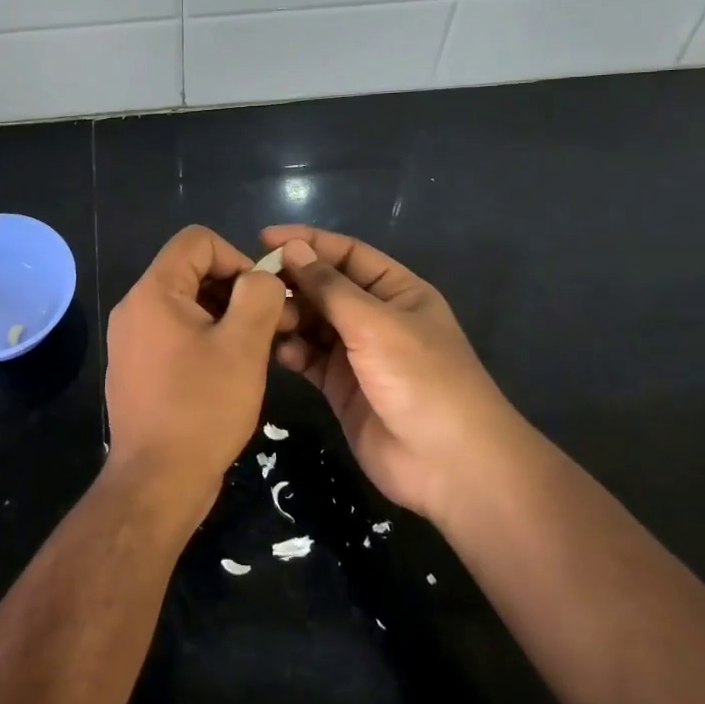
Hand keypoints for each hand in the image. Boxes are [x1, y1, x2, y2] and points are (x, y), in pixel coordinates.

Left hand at [105, 225, 292, 524]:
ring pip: (187, 305)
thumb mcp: (243, 346)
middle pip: (192, 271)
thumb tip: (263, 277)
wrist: (156, 482)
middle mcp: (135, 308)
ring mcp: (132, 339)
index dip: (237, 257)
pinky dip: (206, 340)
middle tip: (271, 327)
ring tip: (256, 352)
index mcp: (153, 292)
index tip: (262, 298)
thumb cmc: (201, 409)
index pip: (198, 241)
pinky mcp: (137, 367)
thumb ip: (259, 296)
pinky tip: (229, 374)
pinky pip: (175, 334)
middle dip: (236, 291)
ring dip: (225, 318)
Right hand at [261, 225, 514, 524]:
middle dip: (293, 282)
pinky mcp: (341, 387)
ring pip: (313, 322)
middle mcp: (376, 317)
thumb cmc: (422, 379)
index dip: (309, 243)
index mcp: (397, 291)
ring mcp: (358, 353)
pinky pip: (308, 357)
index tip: (264, 238)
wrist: (450, 465)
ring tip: (264, 319)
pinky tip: (276, 350)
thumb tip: (293, 248)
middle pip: (325, 287)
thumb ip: (330, 287)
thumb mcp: (376, 324)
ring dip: (289, 317)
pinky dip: (291, 350)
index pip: (347, 253)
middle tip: (254, 284)